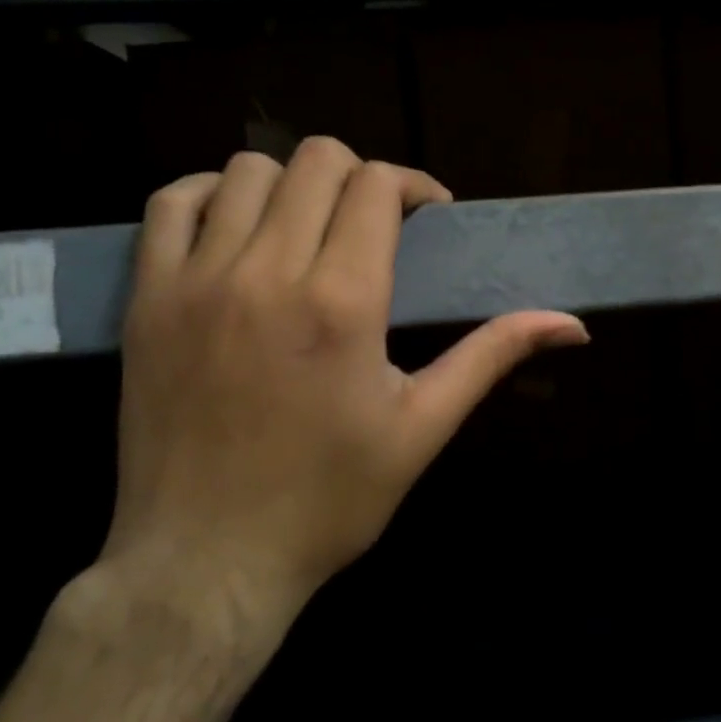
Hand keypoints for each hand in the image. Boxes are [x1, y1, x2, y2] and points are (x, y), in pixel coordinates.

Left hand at [99, 138, 587, 639]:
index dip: (412, 185)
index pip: (377, 185)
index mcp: (343, 302)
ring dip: (293, 184)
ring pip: (248, 171)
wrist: (206, 561)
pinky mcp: (149, 298)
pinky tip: (237, 227)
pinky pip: (172, 204)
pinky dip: (210, 195)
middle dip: (360, 177)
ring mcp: (198, 280)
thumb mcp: (422, 429)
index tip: (426, 216)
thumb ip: (491, 357)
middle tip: (374, 223)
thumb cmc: (327, 500)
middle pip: (318, 161)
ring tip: (308, 228)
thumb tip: (571, 323)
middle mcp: (269, 272)